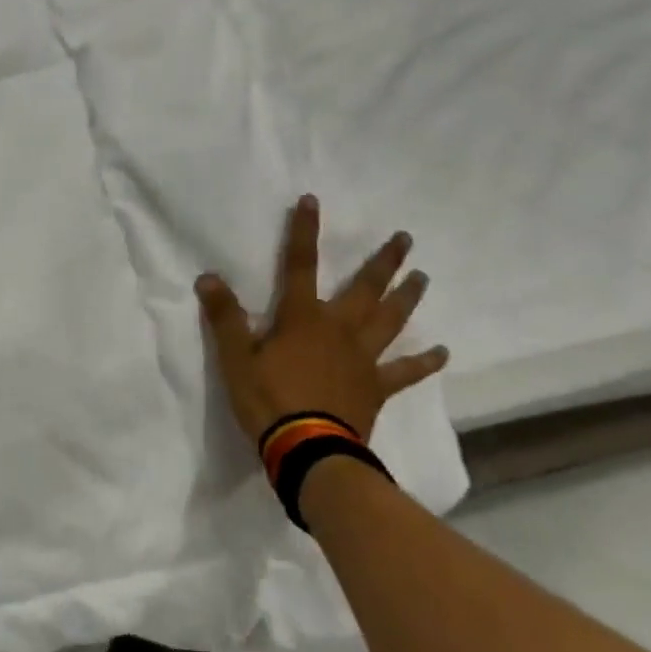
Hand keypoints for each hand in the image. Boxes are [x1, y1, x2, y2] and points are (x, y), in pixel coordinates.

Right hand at [197, 195, 447, 444]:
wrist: (308, 450)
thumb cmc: (268, 401)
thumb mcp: (235, 359)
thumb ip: (224, 318)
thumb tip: (207, 277)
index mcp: (302, 318)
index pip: (300, 265)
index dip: (304, 231)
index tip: (312, 201)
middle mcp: (339, 329)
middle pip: (364, 288)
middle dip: (384, 261)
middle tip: (405, 238)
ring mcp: (362, 358)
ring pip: (390, 320)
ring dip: (406, 297)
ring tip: (422, 276)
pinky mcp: (375, 387)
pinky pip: (404, 371)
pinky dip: (424, 362)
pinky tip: (442, 351)